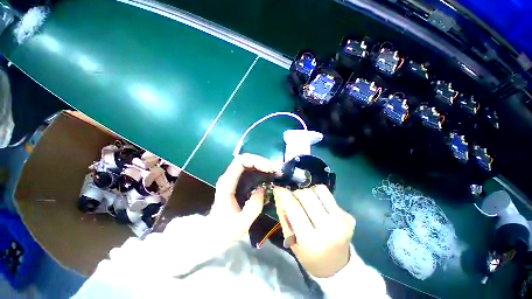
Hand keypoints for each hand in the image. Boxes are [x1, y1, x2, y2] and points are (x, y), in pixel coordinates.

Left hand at [210, 153, 274, 241]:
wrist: (213, 234)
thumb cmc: (224, 230)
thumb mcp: (240, 224)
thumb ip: (253, 208)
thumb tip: (262, 190)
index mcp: (227, 183)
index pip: (240, 162)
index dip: (256, 161)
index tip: (269, 169)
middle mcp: (228, 177)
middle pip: (245, 159)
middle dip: (261, 162)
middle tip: (275, 170)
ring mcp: (232, 179)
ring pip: (247, 164)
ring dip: (261, 165)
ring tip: (274, 173)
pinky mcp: (237, 183)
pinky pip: (249, 171)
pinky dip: (260, 171)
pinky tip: (268, 177)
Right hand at [274, 185, 355, 277]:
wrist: (336, 266)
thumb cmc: (309, 255)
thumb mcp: (291, 240)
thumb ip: (283, 215)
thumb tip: (279, 194)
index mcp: (311, 240)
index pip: (294, 207)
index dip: (283, 194)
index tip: (278, 189)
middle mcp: (329, 229)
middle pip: (306, 195)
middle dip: (296, 194)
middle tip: (294, 200)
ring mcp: (342, 221)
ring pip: (319, 189)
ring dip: (308, 192)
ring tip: (307, 202)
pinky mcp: (348, 216)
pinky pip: (328, 194)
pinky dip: (319, 194)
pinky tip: (318, 205)